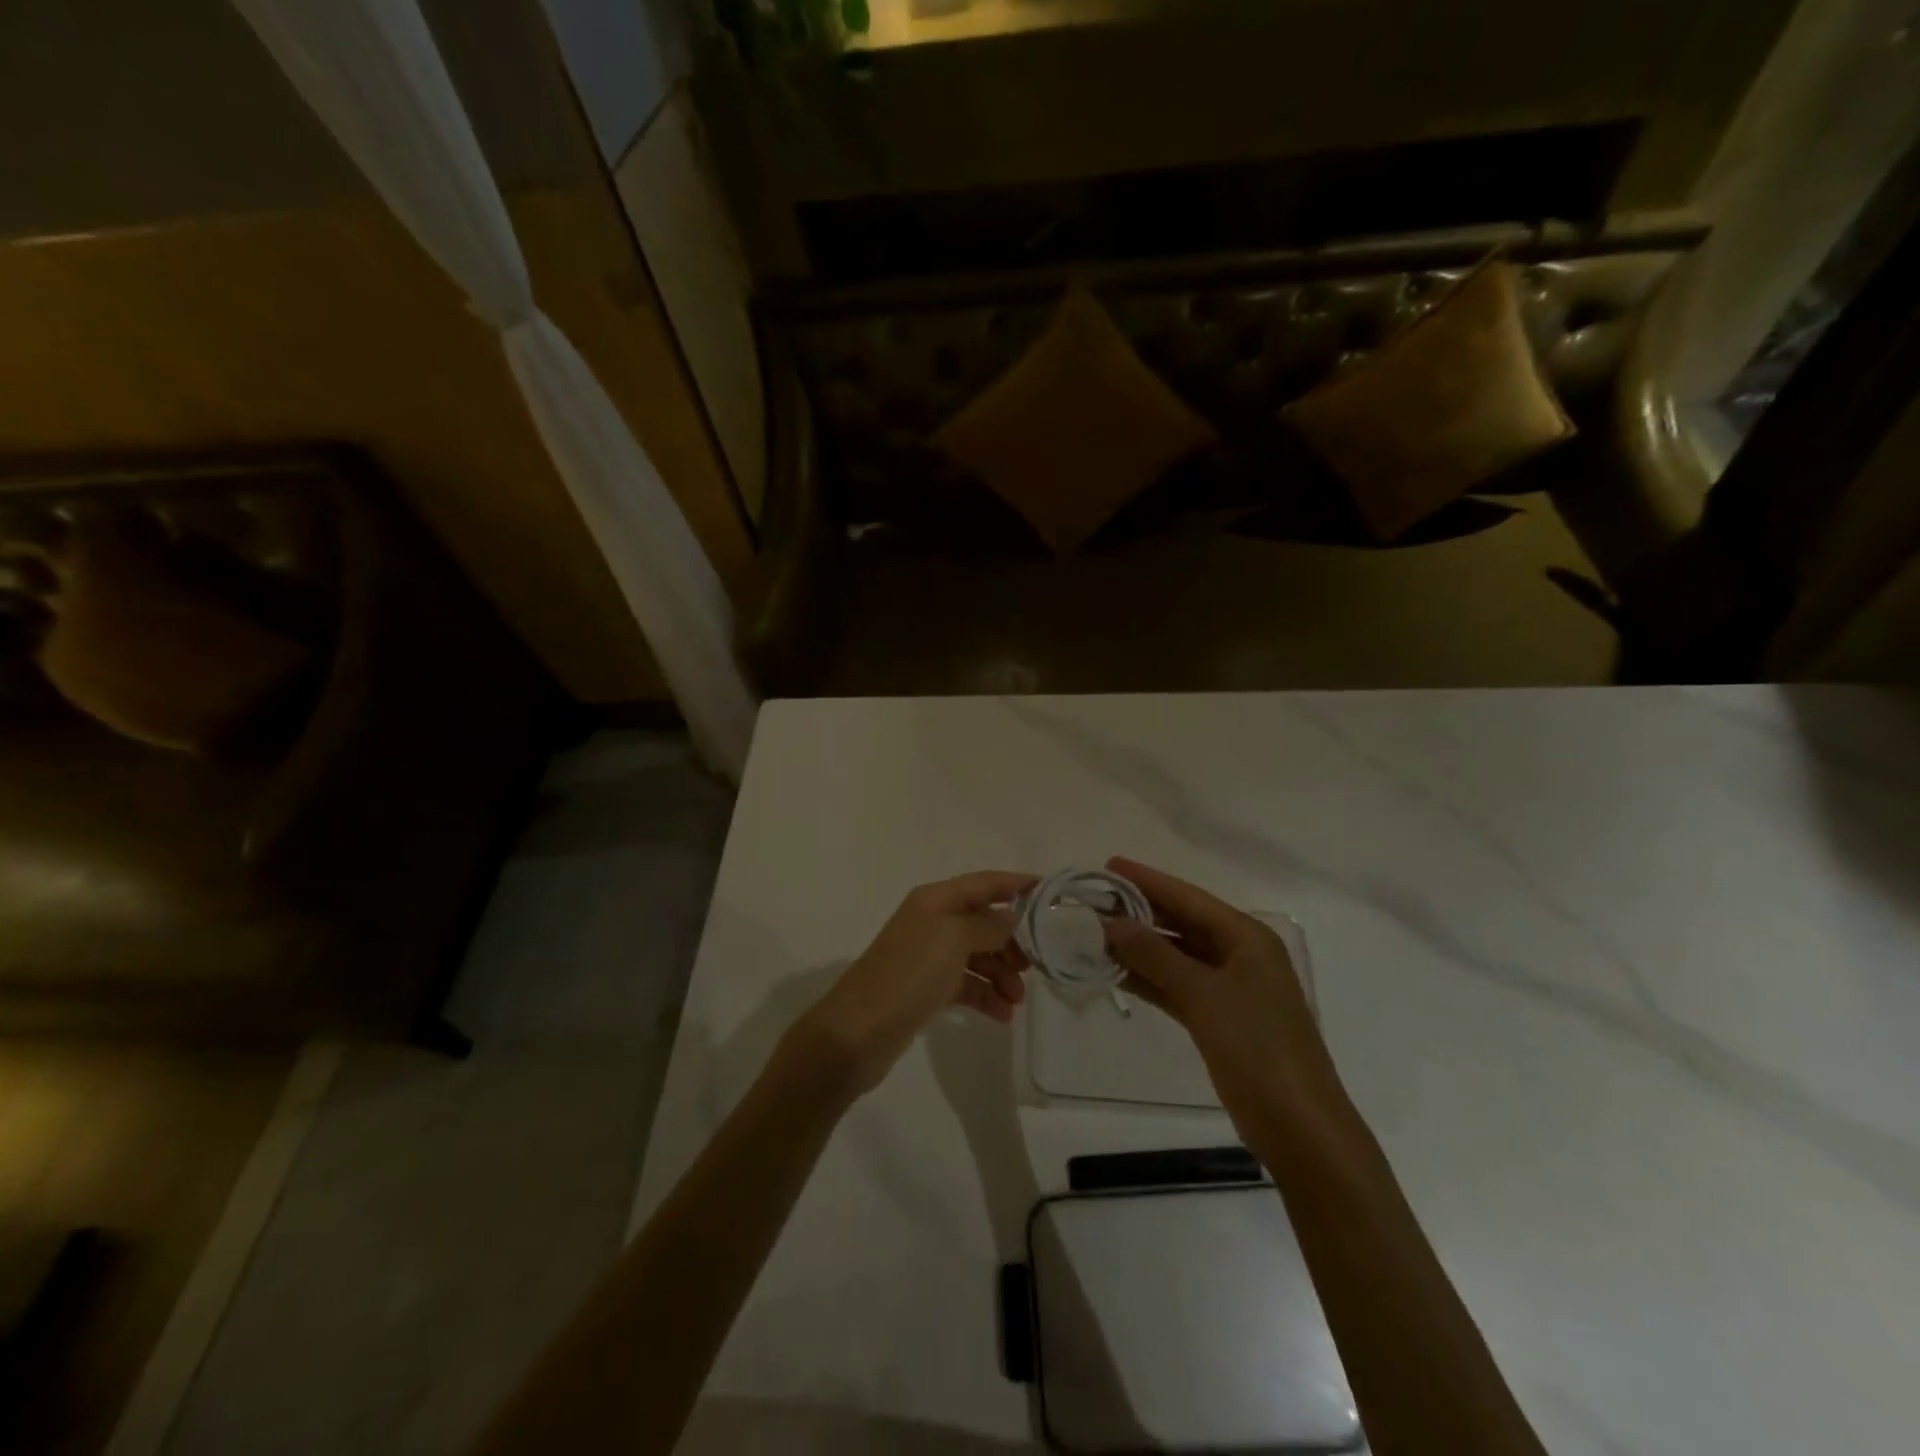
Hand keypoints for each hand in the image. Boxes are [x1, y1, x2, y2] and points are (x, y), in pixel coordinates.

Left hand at [792, 871, 1035, 1095]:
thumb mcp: (953, 939)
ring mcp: (929, 957)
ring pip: (978, 956)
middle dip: (1012, 940)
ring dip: (1002, 974)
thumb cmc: (909, 974)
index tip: (1048, 891)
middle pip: (983, 921)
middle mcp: (932, 922)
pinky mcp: (927, 989)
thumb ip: (987, 925)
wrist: (859, 1031)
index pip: (984, 883)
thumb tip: (1010, 918)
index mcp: (936, 900)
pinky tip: (1003, 1015)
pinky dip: (986, 996)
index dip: (1015, 883)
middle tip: (1035, 964)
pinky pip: (966, 985)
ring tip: (1017, 999)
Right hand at [1102, 856, 1339, 1138]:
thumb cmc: (1257, 1048)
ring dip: (1139, 948)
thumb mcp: (1203, 995)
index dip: (1148, 880)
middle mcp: (1239, 955)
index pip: (1189, 898)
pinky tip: (1115, 973)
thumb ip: (1156, 955)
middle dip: (1139, 913)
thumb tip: (1113, 922)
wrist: (1299, 1127)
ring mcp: (1230, 989)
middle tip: (1093, 900)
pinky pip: (1176, 987)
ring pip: (1176, 956)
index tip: (1108, 866)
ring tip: (1093, 934)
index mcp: (1247, 938)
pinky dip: (1148, 980)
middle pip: (1182, 923)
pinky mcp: (1219, 1019)